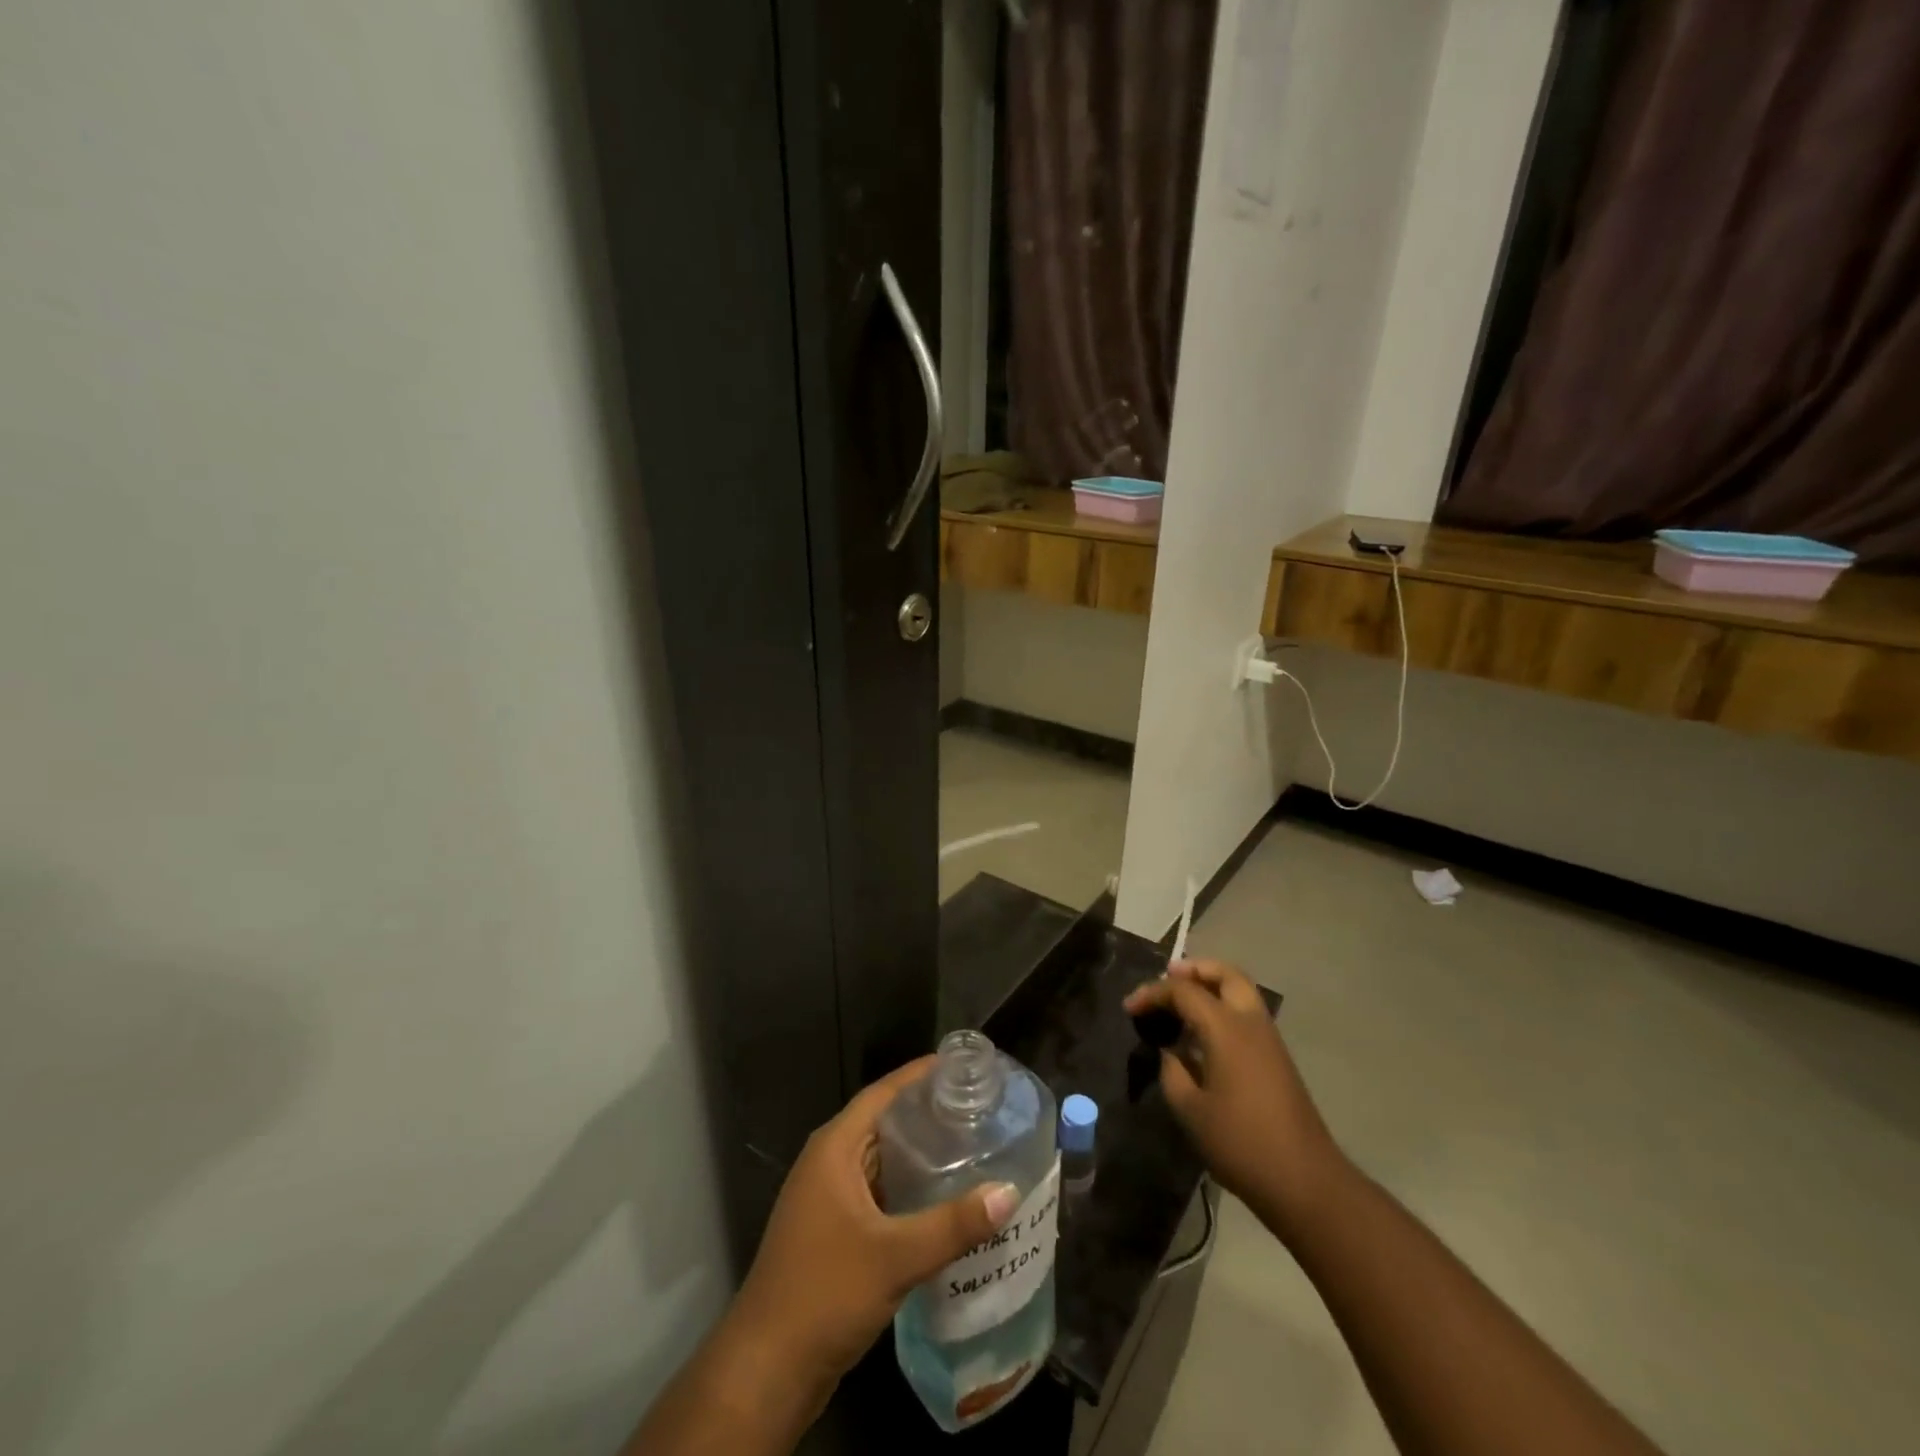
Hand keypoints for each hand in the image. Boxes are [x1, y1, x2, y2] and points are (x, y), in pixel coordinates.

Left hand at [727, 1057, 1020, 1392]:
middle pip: (882, 1124)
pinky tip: (941, 1203)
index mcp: (834, 1149)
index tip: (959, 1067)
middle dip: (926, 1115)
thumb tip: (1008, 1193)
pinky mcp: (832, 1233)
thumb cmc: (825, 1293)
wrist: (767, 1370)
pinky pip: (877, 1194)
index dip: (918, 1076)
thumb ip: (953, 1224)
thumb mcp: (895, 1256)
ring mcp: (827, 1200)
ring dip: (918, 1156)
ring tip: (968, 1149)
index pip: (881, 1093)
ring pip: (880, 1162)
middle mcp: (828, 1164)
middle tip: (975, 1109)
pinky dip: (907, 1191)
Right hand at [1123, 960, 1344, 1238]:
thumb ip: (1172, 1071)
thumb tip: (1170, 1053)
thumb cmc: (1241, 1143)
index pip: (1184, 991)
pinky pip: (1246, 1013)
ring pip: (1240, 991)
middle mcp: (1250, 1022)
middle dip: (1194, 970)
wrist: (1305, 1182)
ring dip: (1210, 986)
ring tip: (1181, 1004)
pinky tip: (1202, 1035)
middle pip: (1225, 973)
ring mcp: (1269, 1039)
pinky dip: (1222, 1007)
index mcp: (1226, 1028)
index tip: (1129, 1009)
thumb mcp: (1190, 1110)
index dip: (1152, 993)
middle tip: (1166, 979)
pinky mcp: (1277, 1058)